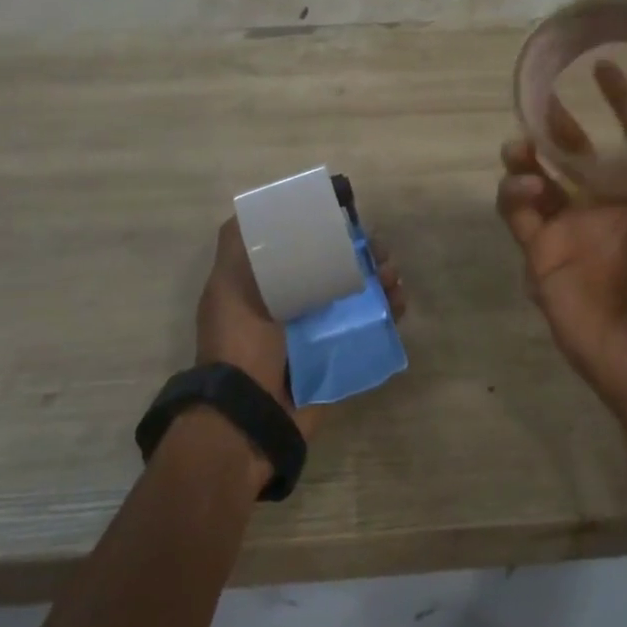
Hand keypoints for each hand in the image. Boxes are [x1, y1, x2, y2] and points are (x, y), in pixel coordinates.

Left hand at [196, 215, 405, 438]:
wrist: (251, 418)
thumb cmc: (239, 344)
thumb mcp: (227, 288)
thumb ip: (237, 247)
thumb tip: (256, 208)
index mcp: (271, 286)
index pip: (307, 248)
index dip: (331, 232)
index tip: (350, 222)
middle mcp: (297, 305)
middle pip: (339, 268)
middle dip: (364, 255)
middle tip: (382, 253)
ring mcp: (321, 332)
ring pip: (360, 294)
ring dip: (382, 280)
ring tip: (394, 279)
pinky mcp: (341, 357)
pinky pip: (371, 327)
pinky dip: (389, 312)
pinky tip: (399, 303)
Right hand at [496, 62, 626, 420]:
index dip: (621, 103)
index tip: (605, 68)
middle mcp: (607, 207)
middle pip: (575, 153)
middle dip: (560, 124)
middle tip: (543, 97)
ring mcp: (571, 230)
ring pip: (538, 178)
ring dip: (527, 155)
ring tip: (523, 143)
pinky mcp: (541, 253)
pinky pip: (519, 214)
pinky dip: (515, 194)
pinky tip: (528, 188)